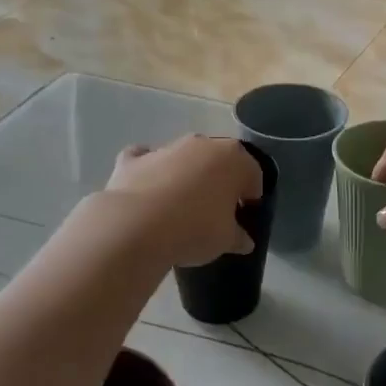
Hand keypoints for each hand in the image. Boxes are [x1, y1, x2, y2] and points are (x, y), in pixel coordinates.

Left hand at [104, 137, 262, 266]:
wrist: (137, 227)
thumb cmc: (196, 230)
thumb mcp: (227, 240)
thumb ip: (238, 237)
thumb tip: (243, 240)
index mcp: (233, 159)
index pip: (253, 174)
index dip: (251, 196)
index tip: (244, 214)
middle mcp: (202, 144)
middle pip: (218, 161)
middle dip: (219, 181)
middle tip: (215, 211)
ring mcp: (166, 148)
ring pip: (183, 158)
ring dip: (186, 175)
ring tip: (180, 208)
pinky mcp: (133, 159)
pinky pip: (146, 160)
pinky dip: (148, 171)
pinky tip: (147, 192)